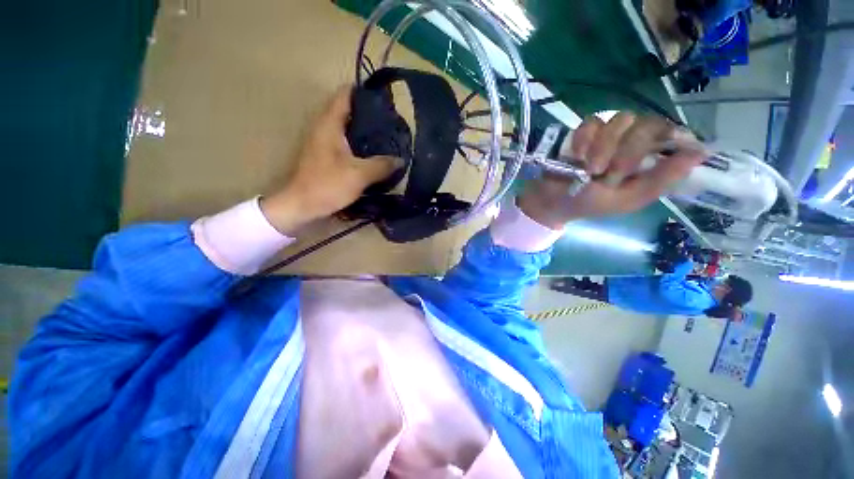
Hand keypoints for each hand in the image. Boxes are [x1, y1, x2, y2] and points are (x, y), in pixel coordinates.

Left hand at [260, 86, 399, 233]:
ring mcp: (323, 141)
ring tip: (385, 137)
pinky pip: (344, 141)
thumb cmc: (328, 185)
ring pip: (346, 126)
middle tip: (390, 123)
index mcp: (329, 124)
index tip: (384, 101)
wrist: (301, 205)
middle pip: (347, 109)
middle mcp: (324, 127)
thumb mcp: (359, 175)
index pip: (345, 94)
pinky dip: (358, 143)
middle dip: (369, 113)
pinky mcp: (324, 154)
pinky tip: (372, 153)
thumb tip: (400, 160)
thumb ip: (381, 165)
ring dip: (364, 130)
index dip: (364, 92)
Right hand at [518, 113, 705, 228]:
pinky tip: (577, 156)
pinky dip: (584, 140)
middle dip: (628, 152)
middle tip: (609, 174)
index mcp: (649, 157)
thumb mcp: (629, 199)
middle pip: (647, 123)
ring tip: (590, 170)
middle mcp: (633, 139)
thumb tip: (699, 153)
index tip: (649, 157)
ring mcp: (608, 132)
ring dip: (605, 147)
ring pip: (620, 120)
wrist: (555, 201)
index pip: (670, 132)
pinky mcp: (583, 132)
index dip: (663, 140)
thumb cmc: (592, 203)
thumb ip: (661, 180)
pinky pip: (591, 123)